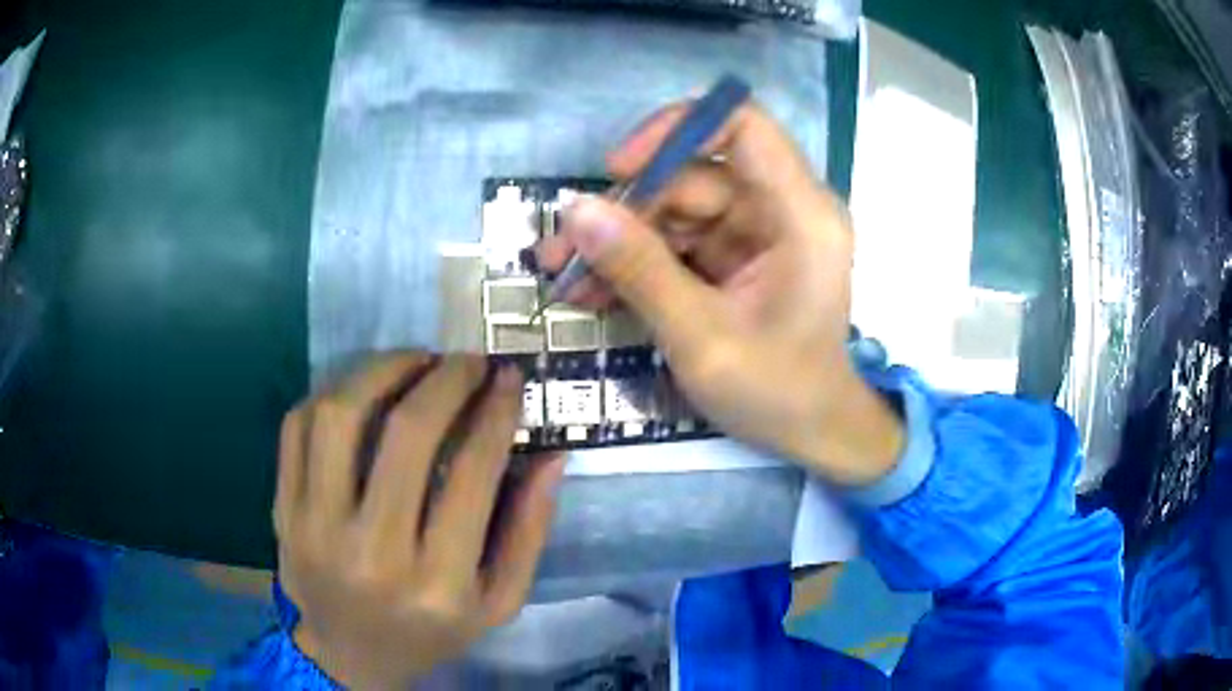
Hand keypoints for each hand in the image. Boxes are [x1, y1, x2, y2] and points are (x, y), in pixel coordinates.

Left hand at [274, 353, 564, 688]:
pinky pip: (297, 425)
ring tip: (414, 361)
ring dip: (383, 369)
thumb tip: (550, 455)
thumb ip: (529, 532)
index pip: (472, 473)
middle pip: (406, 432)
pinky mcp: (283, 509)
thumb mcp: (499, 602)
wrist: (347, 654)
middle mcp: (372, 553)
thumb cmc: (430, 632)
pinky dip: (333, 391)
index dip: (495, 411)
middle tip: (466, 361)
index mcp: (439, 584)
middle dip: (446, 378)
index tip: (508, 377)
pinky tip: (363, 391)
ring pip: (340, 415)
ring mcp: (315, 527)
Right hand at [537, 102, 902, 485]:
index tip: (620, 168)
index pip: (744, 126)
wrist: (812, 432)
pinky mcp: (737, 255)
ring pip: (677, 208)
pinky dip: (637, 261)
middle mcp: (782, 209)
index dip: (678, 129)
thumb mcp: (702, 338)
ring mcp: (758, 231)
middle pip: (694, 175)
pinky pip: (679, 240)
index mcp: (800, 214)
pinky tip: (594, 288)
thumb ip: (640, 270)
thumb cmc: (776, 392)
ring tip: (563, 275)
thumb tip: (574, 212)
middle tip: (562, 250)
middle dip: (625, 210)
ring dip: (619, 240)